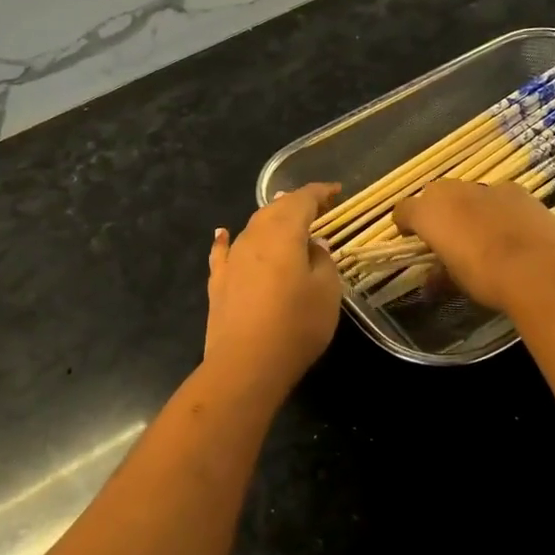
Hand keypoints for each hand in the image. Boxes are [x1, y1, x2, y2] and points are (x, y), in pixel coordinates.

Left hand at [204, 183, 342, 395]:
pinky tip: (223, 233)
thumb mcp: (327, 291)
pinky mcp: (218, 282)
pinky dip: (226, 239)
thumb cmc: (296, 324)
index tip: (335, 190)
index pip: (302, 200)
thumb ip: (322, 260)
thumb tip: (313, 244)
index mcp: (284, 233)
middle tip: (315, 206)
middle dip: (295, 203)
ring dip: (269, 219)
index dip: (319, 192)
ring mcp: (232, 260)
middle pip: (274, 209)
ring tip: (283, 217)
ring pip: (252, 228)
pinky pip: (223, 251)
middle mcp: (254, 237)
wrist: (246, 364)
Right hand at [394, 179, 554, 311]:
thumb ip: (438, 275)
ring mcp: (486, 187)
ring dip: (468, 209)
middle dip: (437, 213)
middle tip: (447, 237)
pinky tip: (511, 231)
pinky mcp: (516, 190)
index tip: (411, 239)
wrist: (540, 269)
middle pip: (435, 195)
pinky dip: (497, 209)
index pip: (404, 210)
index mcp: (429, 212)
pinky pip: (497, 197)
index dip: (405, 224)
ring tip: (482, 235)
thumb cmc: (485, 277)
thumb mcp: (455, 282)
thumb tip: (431, 280)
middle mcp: (452, 191)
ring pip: (467, 194)